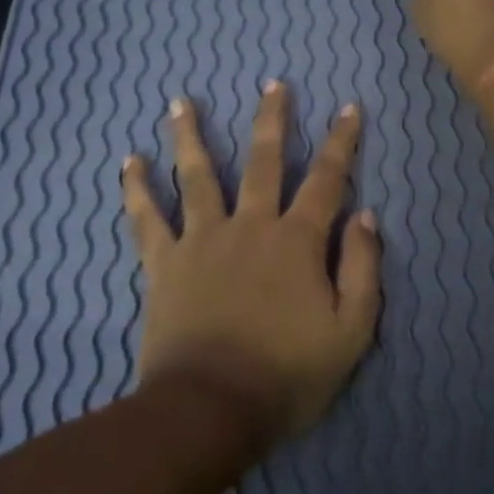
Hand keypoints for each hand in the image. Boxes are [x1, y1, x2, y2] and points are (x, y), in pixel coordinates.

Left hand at [120, 83, 381, 442]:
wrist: (210, 410)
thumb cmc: (287, 375)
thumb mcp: (350, 331)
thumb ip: (362, 269)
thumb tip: (364, 216)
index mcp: (297, 241)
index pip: (327, 179)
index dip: (342, 142)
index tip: (349, 108)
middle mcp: (250, 226)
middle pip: (263, 161)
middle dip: (272, 119)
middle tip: (272, 83)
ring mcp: (202, 240)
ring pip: (198, 176)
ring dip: (191, 135)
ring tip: (180, 102)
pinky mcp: (164, 263)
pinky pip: (146, 219)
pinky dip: (136, 190)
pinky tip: (129, 162)